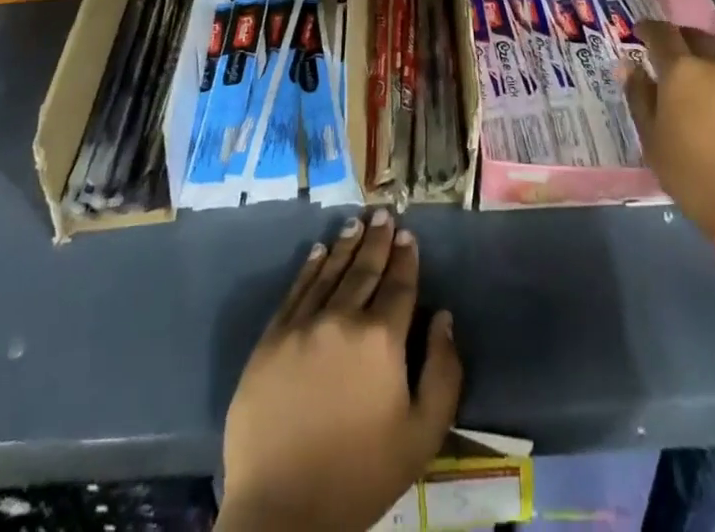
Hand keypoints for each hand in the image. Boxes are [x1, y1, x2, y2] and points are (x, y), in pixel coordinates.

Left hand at [219, 210, 462, 531]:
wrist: (283, 511)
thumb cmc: (360, 475)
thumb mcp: (422, 435)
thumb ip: (443, 371)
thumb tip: (443, 317)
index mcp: (381, 338)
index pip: (399, 284)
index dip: (406, 257)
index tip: (408, 234)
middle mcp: (342, 318)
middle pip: (364, 269)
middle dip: (378, 239)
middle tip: (384, 213)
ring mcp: (302, 326)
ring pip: (329, 272)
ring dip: (345, 245)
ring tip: (356, 222)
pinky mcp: (271, 340)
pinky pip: (295, 291)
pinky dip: (309, 268)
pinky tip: (317, 251)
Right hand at [624, 20, 714, 243]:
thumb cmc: (695, 178)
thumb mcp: (653, 141)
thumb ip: (639, 97)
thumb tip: (630, 67)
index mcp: (683, 72)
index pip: (662, 33)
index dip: (649, 29)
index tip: (641, 33)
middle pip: (697, 37)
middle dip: (682, 40)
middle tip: (673, 57)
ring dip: (711, 64)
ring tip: (706, 87)